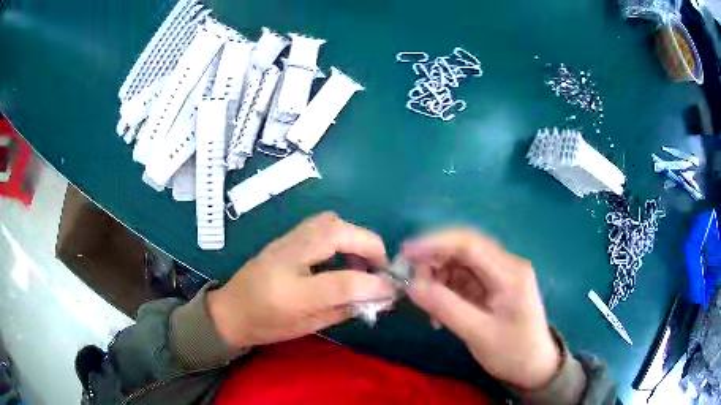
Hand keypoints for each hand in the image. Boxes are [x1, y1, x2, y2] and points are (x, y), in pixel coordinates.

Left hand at [208, 212, 393, 348]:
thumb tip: (379, 298)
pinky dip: (341, 234)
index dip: (374, 283)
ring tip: (362, 261)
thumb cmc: (265, 326)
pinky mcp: (285, 237)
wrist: (229, 310)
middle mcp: (287, 258)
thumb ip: (345, 310)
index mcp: (290, 292)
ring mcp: (284, 242)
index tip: (392, 289)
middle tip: (381, 267)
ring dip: (355, 236)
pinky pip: (320, 224)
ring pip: (329, 221)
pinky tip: (342, 256)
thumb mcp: (307, 328)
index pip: (342, 281)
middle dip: (369, 245)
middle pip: (337, 232)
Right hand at [403, 229, 560, 390]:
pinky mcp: (492, 285)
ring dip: (438, 277)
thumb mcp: (478, 334)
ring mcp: (499, 275)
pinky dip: (446, 290)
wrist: (534, 367)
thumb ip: (445, 307)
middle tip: (412, 284)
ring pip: (460, 263)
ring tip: (427, 305)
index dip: (434, 243)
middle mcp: (506, 265)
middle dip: (434, 261)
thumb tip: (411, 285)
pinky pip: (463, 278)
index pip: (469, 244)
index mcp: (510, 273)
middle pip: (463, 248)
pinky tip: (439, 312)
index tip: (405, 253)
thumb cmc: (512, 352)